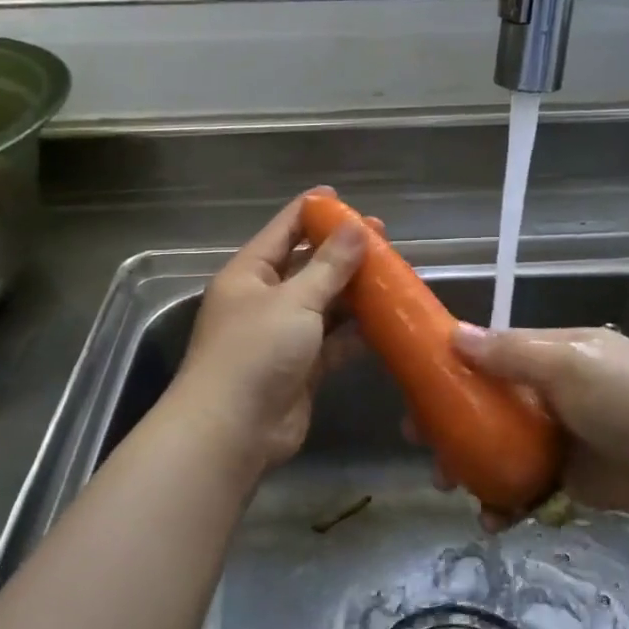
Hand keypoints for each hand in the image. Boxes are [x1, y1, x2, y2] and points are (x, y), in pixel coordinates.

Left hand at [168, 192, 369, 473]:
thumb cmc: (256, 352)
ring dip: (355, 292)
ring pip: (325, 304)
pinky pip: (334, 340)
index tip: (345, 198)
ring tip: (394, 274)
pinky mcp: (303, 367)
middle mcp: (265, 299)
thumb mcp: (295, 300)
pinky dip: (357, 330)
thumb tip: (357, 227)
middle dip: (343, 253)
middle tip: (383, 238)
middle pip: (308, 265)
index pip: (283, 229)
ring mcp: (283, 335)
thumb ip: (329, 265)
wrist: (234, 431)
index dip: (313, 211)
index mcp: (250, 274)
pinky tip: (387, 319)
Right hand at [430, 324, 628, 528]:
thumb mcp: (568, 364)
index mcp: (552, 356)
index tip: (418, 389)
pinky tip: (492, 519)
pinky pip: (527, 489)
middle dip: (453, 425)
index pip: (492, 356)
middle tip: (422, 447)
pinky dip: (506, 503)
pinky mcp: (573, 480)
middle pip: (489, 407)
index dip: (453, 370)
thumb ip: (510, 352)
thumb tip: (454, 334)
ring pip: (502, 451)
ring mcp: (562, 439)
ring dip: (472, 467)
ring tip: (449, 486)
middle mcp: (552, 394)